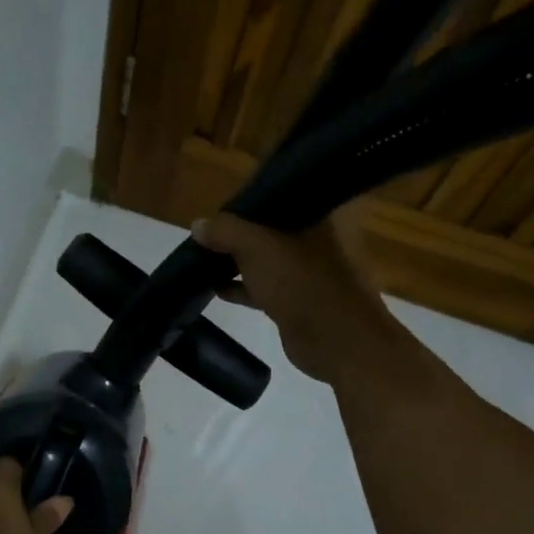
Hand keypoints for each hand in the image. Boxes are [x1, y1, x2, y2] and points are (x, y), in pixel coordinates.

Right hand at [192, 212, 409, 386]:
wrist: (337, 341)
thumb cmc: (304, 282)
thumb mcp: (257, 248)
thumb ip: (226, 232)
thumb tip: (197, 225)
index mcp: (323, 212)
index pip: (283, 192)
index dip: (251, 196)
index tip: (221, 203)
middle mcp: (321, 236)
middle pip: (272, 226)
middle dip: (239, 231)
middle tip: (208, 232)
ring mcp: (312, 270)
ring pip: (268, 258)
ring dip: (239, 261)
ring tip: (204, 259)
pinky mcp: (300, 299)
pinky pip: (266, 286)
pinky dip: (244, 286)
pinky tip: (216, 288)